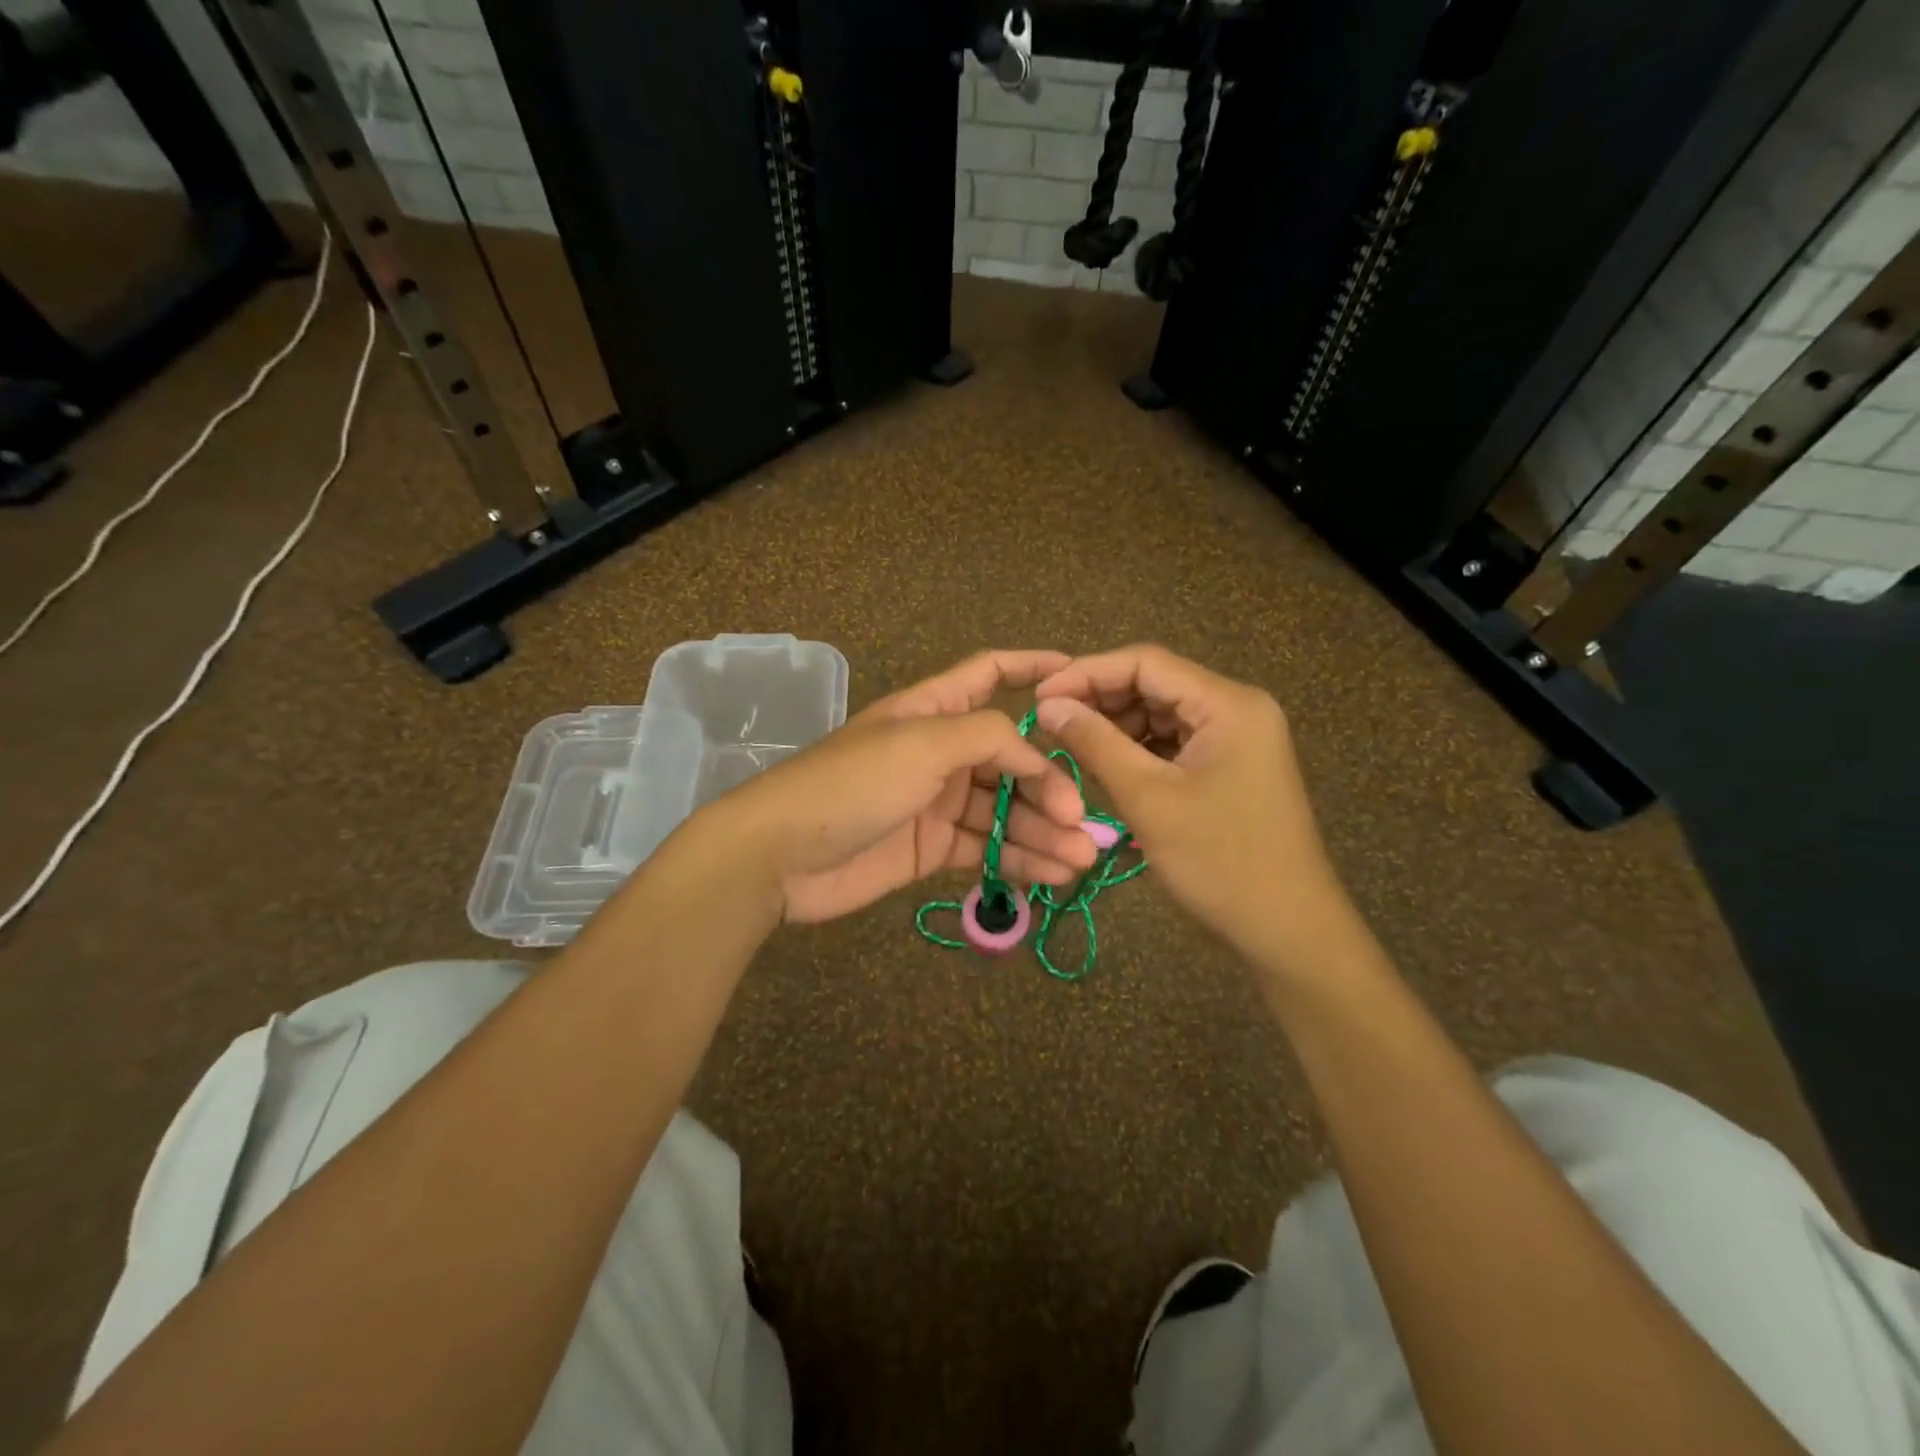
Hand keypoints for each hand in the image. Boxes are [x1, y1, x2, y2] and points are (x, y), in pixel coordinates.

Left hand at [712, 650, 1099, 923]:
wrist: (780, 855)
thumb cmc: (852, 783)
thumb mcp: (922, 742)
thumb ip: (988, 737)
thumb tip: (1038, 756)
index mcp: (934, 709)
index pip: (991, 675)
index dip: (1034, 669)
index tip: (1081, 678)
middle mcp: (940, 751)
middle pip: (1011, 756)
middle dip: (1050, 784)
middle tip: (1081, 820)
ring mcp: (936, 801)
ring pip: (1004, 809)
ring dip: (1043, 831)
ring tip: (1081, 859)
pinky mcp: (931, 847)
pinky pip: (986, 847)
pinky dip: (1019, 859)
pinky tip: (1053, 874)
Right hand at [1034, 645, 1348, 971]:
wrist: (1289, 931)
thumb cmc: (1220, 862)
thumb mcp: (1148, 799)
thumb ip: (1095, 743)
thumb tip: (1047, 705)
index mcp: (1227, 704)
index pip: (1146, 663)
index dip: (1086, 674)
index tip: (1039, 697)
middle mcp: (1236, 709)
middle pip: (1154, 685)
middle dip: (1099, 702)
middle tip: (1048, 725)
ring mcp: (1237, 738)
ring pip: (1161, 715)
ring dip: (1115, 728)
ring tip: (1071, 749)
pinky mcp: (1231, 766)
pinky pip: (1174, 743)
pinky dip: (1138, 751)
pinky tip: (1106, 768)